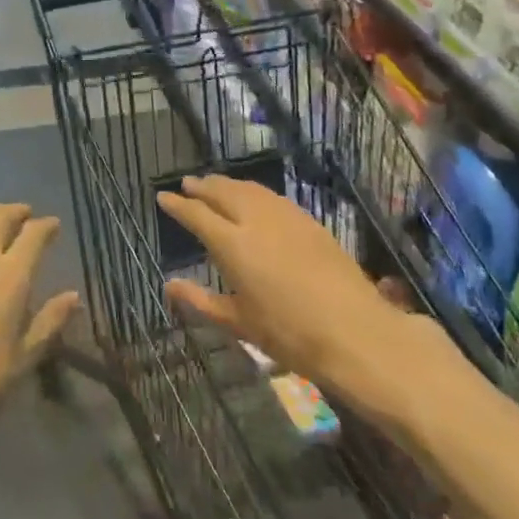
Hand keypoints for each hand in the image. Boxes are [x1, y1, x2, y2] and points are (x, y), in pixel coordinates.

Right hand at [156, 176, 432, 401]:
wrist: (355, 330)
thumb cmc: (290, 334)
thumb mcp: (240, 323)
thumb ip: (202, 301)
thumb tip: (170, 285)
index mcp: (232, 244)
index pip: (197, 214)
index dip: (178, 205)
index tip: (163, 197)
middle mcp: (255, 220)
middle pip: (222, 192)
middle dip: (202, 186)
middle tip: (188, 184)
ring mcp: (284, 216)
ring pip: (248, 189)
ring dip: (227, 184)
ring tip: (214, 184)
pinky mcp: (307, 220)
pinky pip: (271, 196)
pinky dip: (253, 192)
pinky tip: (253, 198)